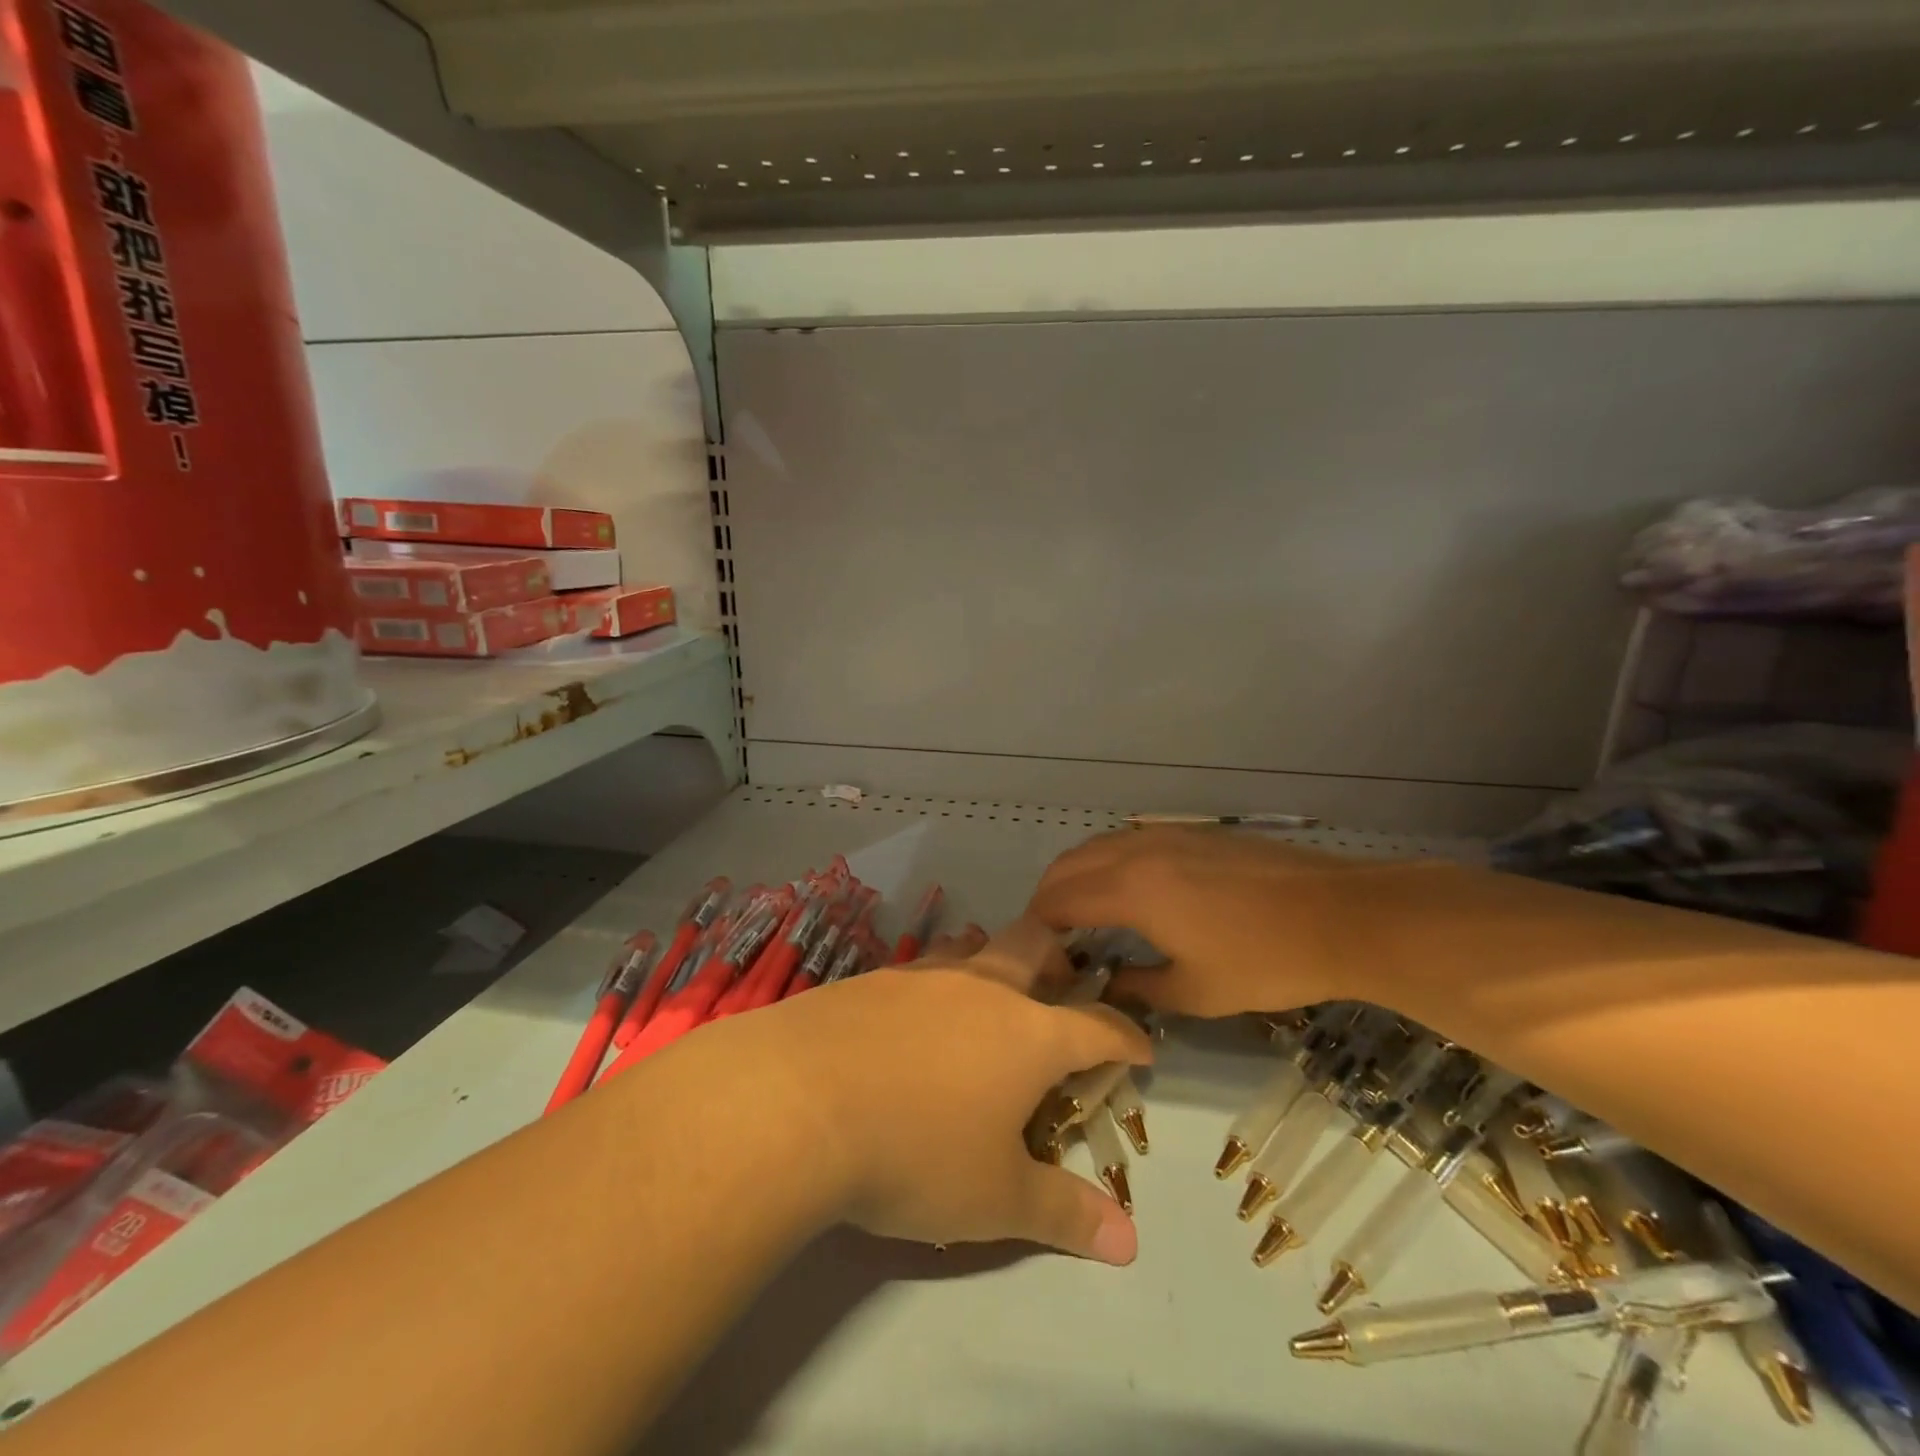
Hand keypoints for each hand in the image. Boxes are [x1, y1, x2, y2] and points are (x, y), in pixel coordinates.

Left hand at [717, 917, 1151, 1264]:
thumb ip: (1064, 1213)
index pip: (1097, 1027)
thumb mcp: (996, 1199)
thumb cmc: (915, 1152)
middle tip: (1065, 984)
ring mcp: (924, 976)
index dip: (1126, 1037)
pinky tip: (919, 1009)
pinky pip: (924, 966)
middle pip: (1035, 946)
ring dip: (994, 957)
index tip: (1142, 1048)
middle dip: (1061, 959)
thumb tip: (1130, 1242)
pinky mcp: (874, 979)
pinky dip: (940, 978)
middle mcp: (983, 988)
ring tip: (995, 984)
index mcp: (1029, 1034)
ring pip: (975, 946)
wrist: (797, 1102)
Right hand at [1028, 828, 1395, 1016]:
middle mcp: (1138, 851)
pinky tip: (1125, 889)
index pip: (1060, 899)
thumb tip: (1107, 986)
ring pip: (1098, 845)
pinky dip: (1106, 861)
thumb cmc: (1264, 961)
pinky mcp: (1192, 833)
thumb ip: (1139, 988)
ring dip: (1076, 874)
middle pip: (1070, 863)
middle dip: (1048, 896)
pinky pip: (1128, 840)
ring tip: (1080, 911)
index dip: (1039, 925)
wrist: (1339, 915)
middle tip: (1049, 935)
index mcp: (1131, 889)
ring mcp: (1167, 835)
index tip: (1036, 954)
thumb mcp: (1197, 992)